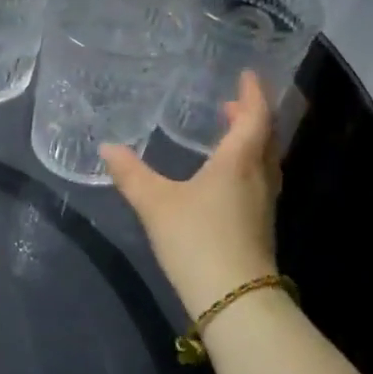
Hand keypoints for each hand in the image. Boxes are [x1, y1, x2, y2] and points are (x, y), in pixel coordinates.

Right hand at [101, 71, 281, 319]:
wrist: (234, 298)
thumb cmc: (197, 239)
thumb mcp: (155, 204)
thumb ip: (131, 174)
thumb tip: (107, 148)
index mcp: (239, 161)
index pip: (255, 117)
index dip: (252, 93)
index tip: (247, 75)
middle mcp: (258, 177)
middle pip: (265, 137)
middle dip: (252, 116)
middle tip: (233, 103)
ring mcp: (263, 204)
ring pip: (265, 161)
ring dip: (252, 142)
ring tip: (230, 134)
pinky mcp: (260, 226)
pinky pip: (259, 181)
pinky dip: (248, 166)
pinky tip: (226, 178)